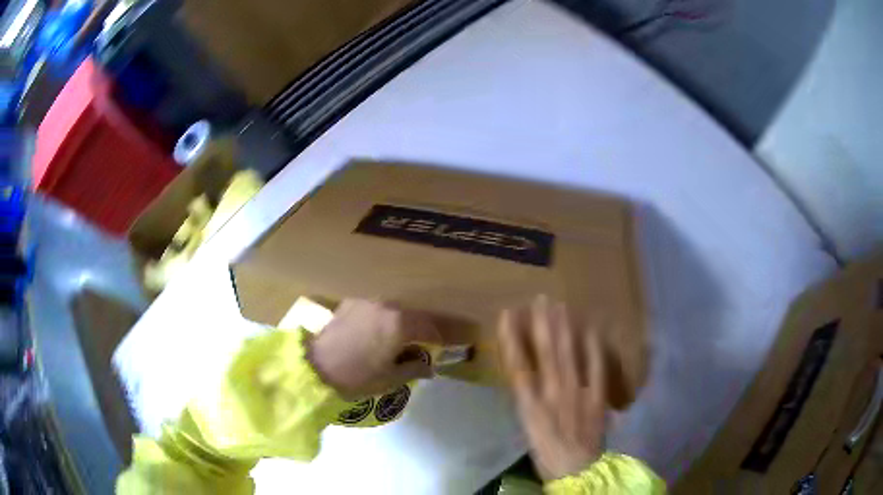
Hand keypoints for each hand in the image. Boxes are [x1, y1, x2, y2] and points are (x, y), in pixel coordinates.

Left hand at [307, 299, 441, 400]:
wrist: (316, 368)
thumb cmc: (358, 377)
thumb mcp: (391, 378)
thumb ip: (415, 368)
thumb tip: (430, 367)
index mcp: (400, 323)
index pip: (430, 328)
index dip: (441, 339)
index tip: (446, 347)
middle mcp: (387, 305)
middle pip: (414, 314)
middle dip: (423, 327)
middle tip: (426, 341)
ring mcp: (368, 300)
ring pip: (395, 307)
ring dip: (403, 319)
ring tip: (403, 335)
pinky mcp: (351, 302)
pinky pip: (376, 306)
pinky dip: (384, 315)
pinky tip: (380, 328)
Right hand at [498, 296, 606, 480]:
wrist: (576, 468)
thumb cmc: (546, 450)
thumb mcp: (528, 425)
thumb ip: (528, 397)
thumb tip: (526, 371)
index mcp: (530, 403)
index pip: (518, 364)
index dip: (511, 337)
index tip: (508, 313)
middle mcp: (552, 393)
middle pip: (546, 352)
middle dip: (542, 323)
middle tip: (541, 298)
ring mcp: (577, 392)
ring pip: (569, 354)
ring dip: (565, 328)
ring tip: (561, 306)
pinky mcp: (597, 395)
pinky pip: (596, 366)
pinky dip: (594, 346)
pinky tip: (593, 328)